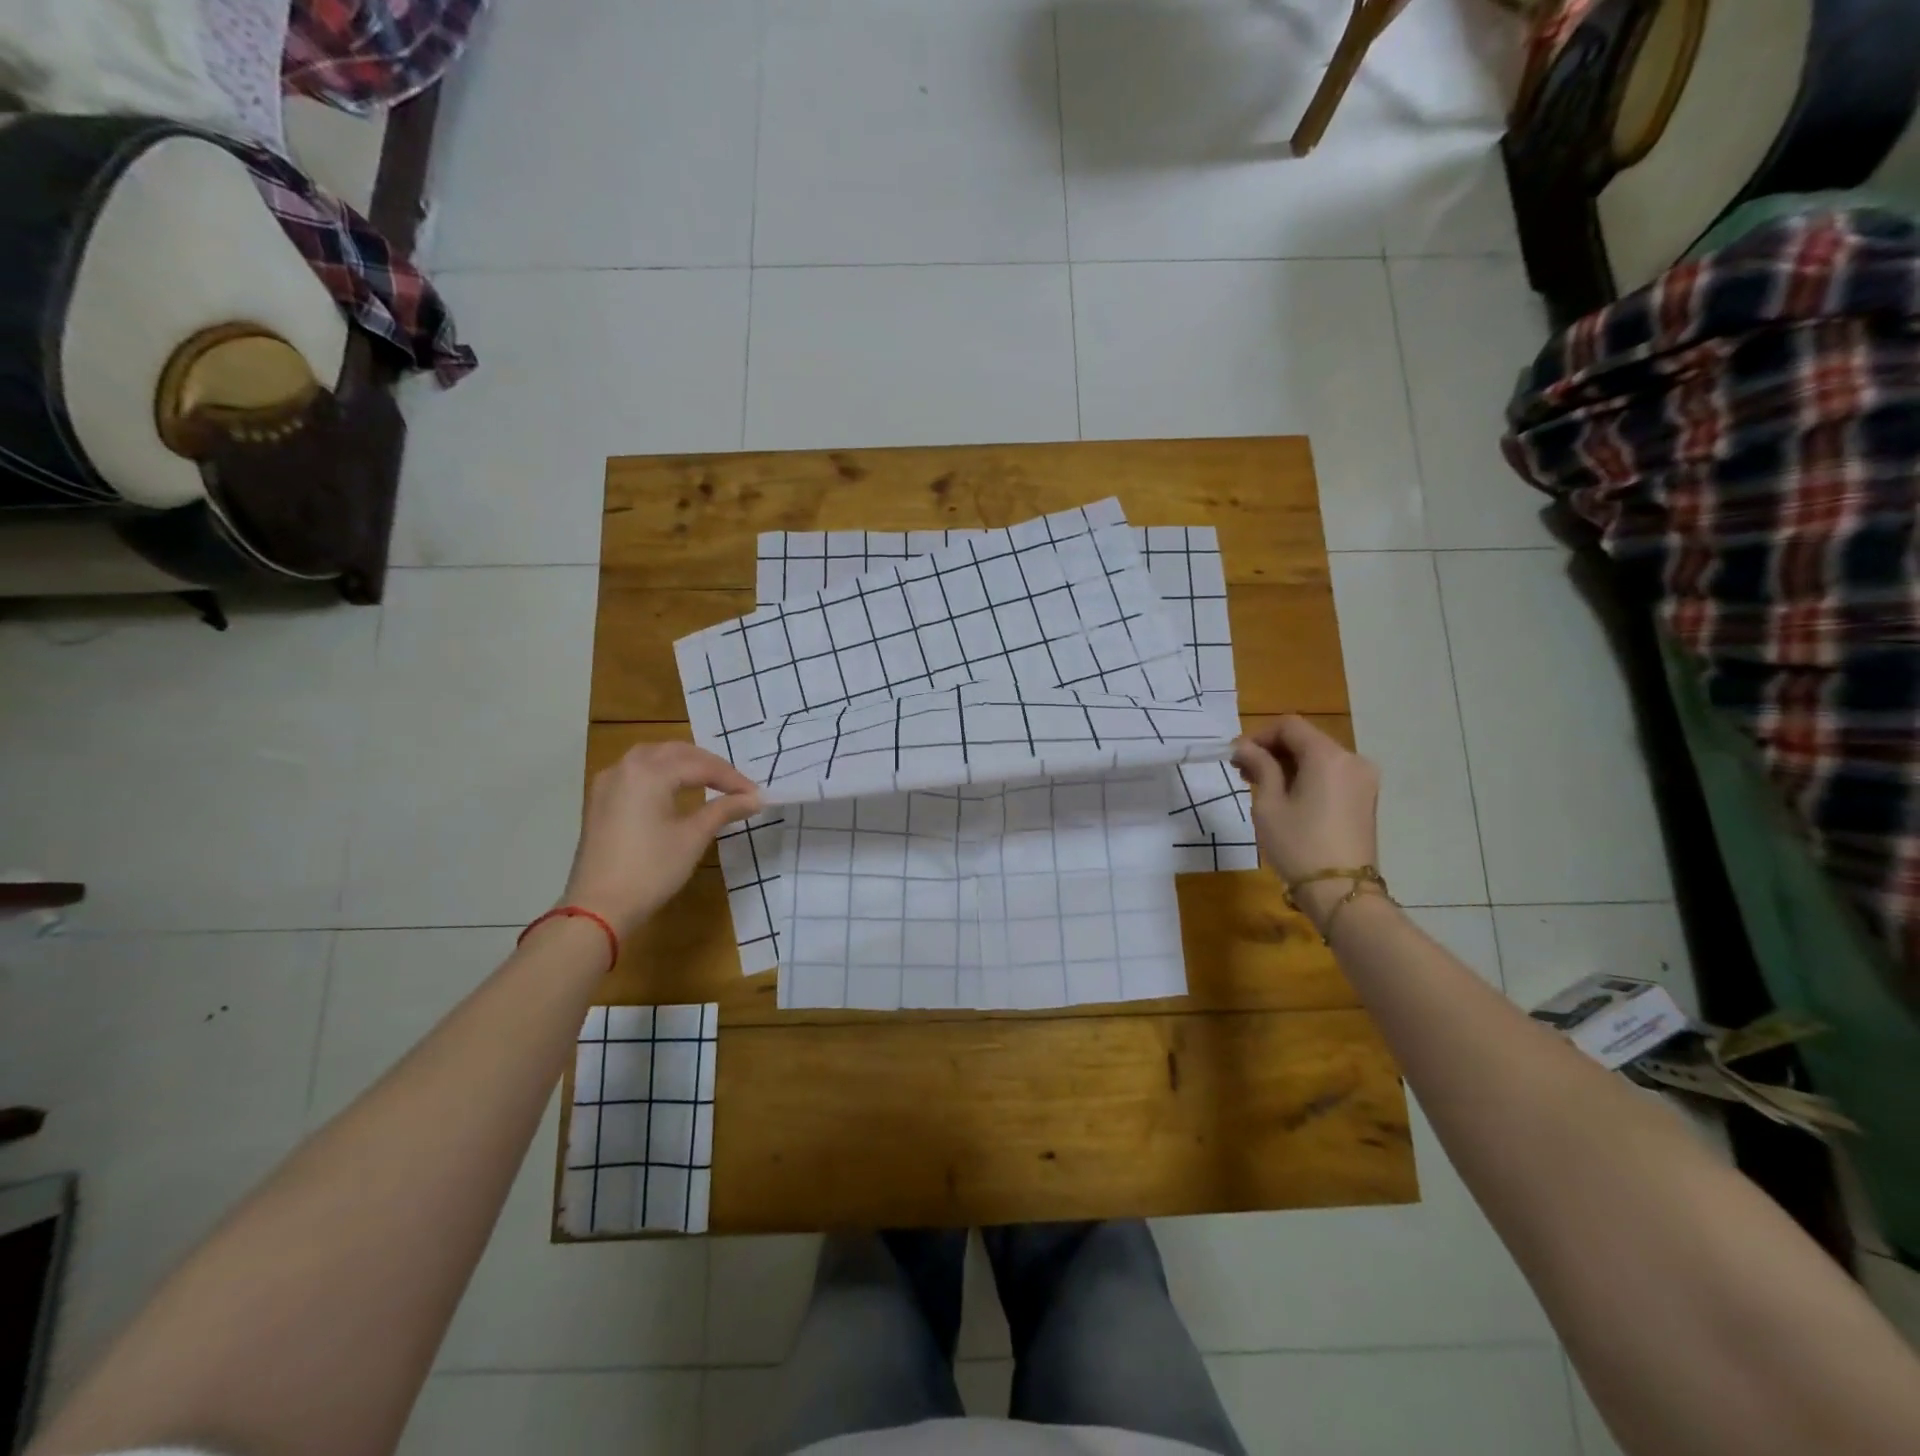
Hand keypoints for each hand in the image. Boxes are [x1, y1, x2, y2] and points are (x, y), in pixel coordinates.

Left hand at [561, 742, 761, 937]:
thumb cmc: (651, 870)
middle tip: (736, 786)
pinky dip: (660, 772)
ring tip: (709, 780)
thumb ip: (725, 810)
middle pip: (676, 752)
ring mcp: (608, 782)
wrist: (598, 908)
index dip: (732, 779)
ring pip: (652, 757)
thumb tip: (756, 798)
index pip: (701, 766)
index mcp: (649, 773)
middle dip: (709, 765)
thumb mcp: (693, 837)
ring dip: (683, 763)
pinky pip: (635, 772)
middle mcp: (626, 767)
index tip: (756, 794)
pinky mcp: (599, 800)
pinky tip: (673, 789)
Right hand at [1232, 717, 1381, 928]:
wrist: (1341, 892)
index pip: (1289, 726)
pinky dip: (1307, 777)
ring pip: (1318, 757)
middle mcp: (1352, 759)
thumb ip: (1259, 767)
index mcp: (1328, 756)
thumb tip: (1245, 747)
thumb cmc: (1298, 845)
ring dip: (1288, 764)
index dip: (1259, 735)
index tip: (1236, 757)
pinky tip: (1286, 797)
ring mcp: (1363, 780)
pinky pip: (1331, 774)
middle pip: (1306, 739)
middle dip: (1272, 750)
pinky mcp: (1365, 798)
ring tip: (1261, 786)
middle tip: (1243, 772)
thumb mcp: (1269, 804)